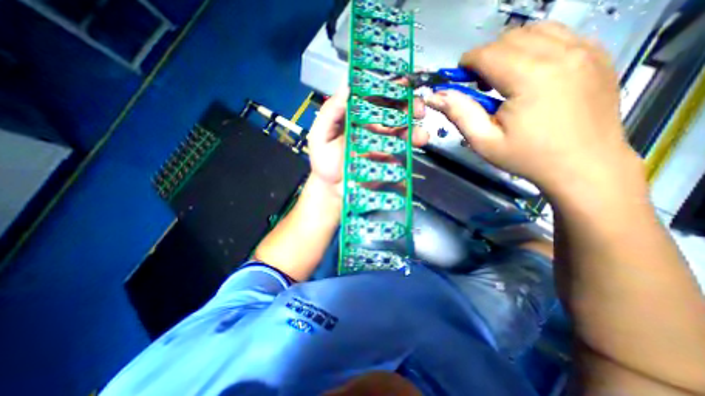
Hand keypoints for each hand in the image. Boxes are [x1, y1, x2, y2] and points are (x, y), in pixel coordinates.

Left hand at [308, 86, 429, 196]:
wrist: (333, 190)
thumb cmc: (324, 162)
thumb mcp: (320, 136)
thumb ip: (330, 113)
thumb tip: (347, 85)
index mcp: (358, 117)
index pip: (376, 97)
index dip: (390, 88)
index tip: (405, 82)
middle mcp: (373, 126)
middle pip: (394, 111)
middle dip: (410, 106)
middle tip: (419, 109)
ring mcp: (383, 143)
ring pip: (403, 130)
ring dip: (414, 129)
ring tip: (421, 135)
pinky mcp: (389, 159)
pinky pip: (403, 150)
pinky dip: (412, 146)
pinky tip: (417, 145)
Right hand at [423, 22, 642, 200]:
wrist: (584, 165)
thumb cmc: (527, 157)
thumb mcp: (484, 141)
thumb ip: (459, 114)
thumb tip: (435, 96)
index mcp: (531, 78)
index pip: (488, 53)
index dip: (467, 63)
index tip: (459, 79)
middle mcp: (562, 54)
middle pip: (509, 38)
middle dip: (486, 57)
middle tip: (480, 85)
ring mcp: (586, 50)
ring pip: (535, 30)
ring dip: (510, 49)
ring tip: (503, 78)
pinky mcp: (598, 54)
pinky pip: (559, 35)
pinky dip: (535, 47)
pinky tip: (529, 74)